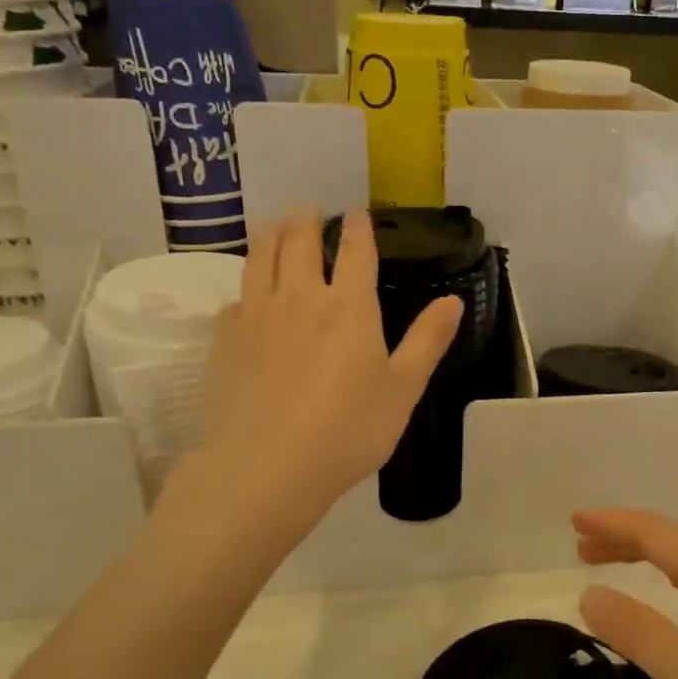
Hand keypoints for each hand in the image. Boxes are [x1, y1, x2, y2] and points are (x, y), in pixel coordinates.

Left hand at [165, 212, 461, 521]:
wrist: (267, 468)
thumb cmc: (348, 430)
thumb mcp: (403, 390)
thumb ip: (427, 341)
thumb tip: (453, 301)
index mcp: (349, 307)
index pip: (356, 251)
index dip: (358, 227)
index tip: (357, 212)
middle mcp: (299, 297)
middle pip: (299, 241)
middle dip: (306, 220)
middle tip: (309, 210)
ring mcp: (256, 315)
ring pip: (260, 258)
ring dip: (271, 236)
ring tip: (275, 227)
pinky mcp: (224, 339)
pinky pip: (235, 298)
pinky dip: (246, 287)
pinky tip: (247, 296)